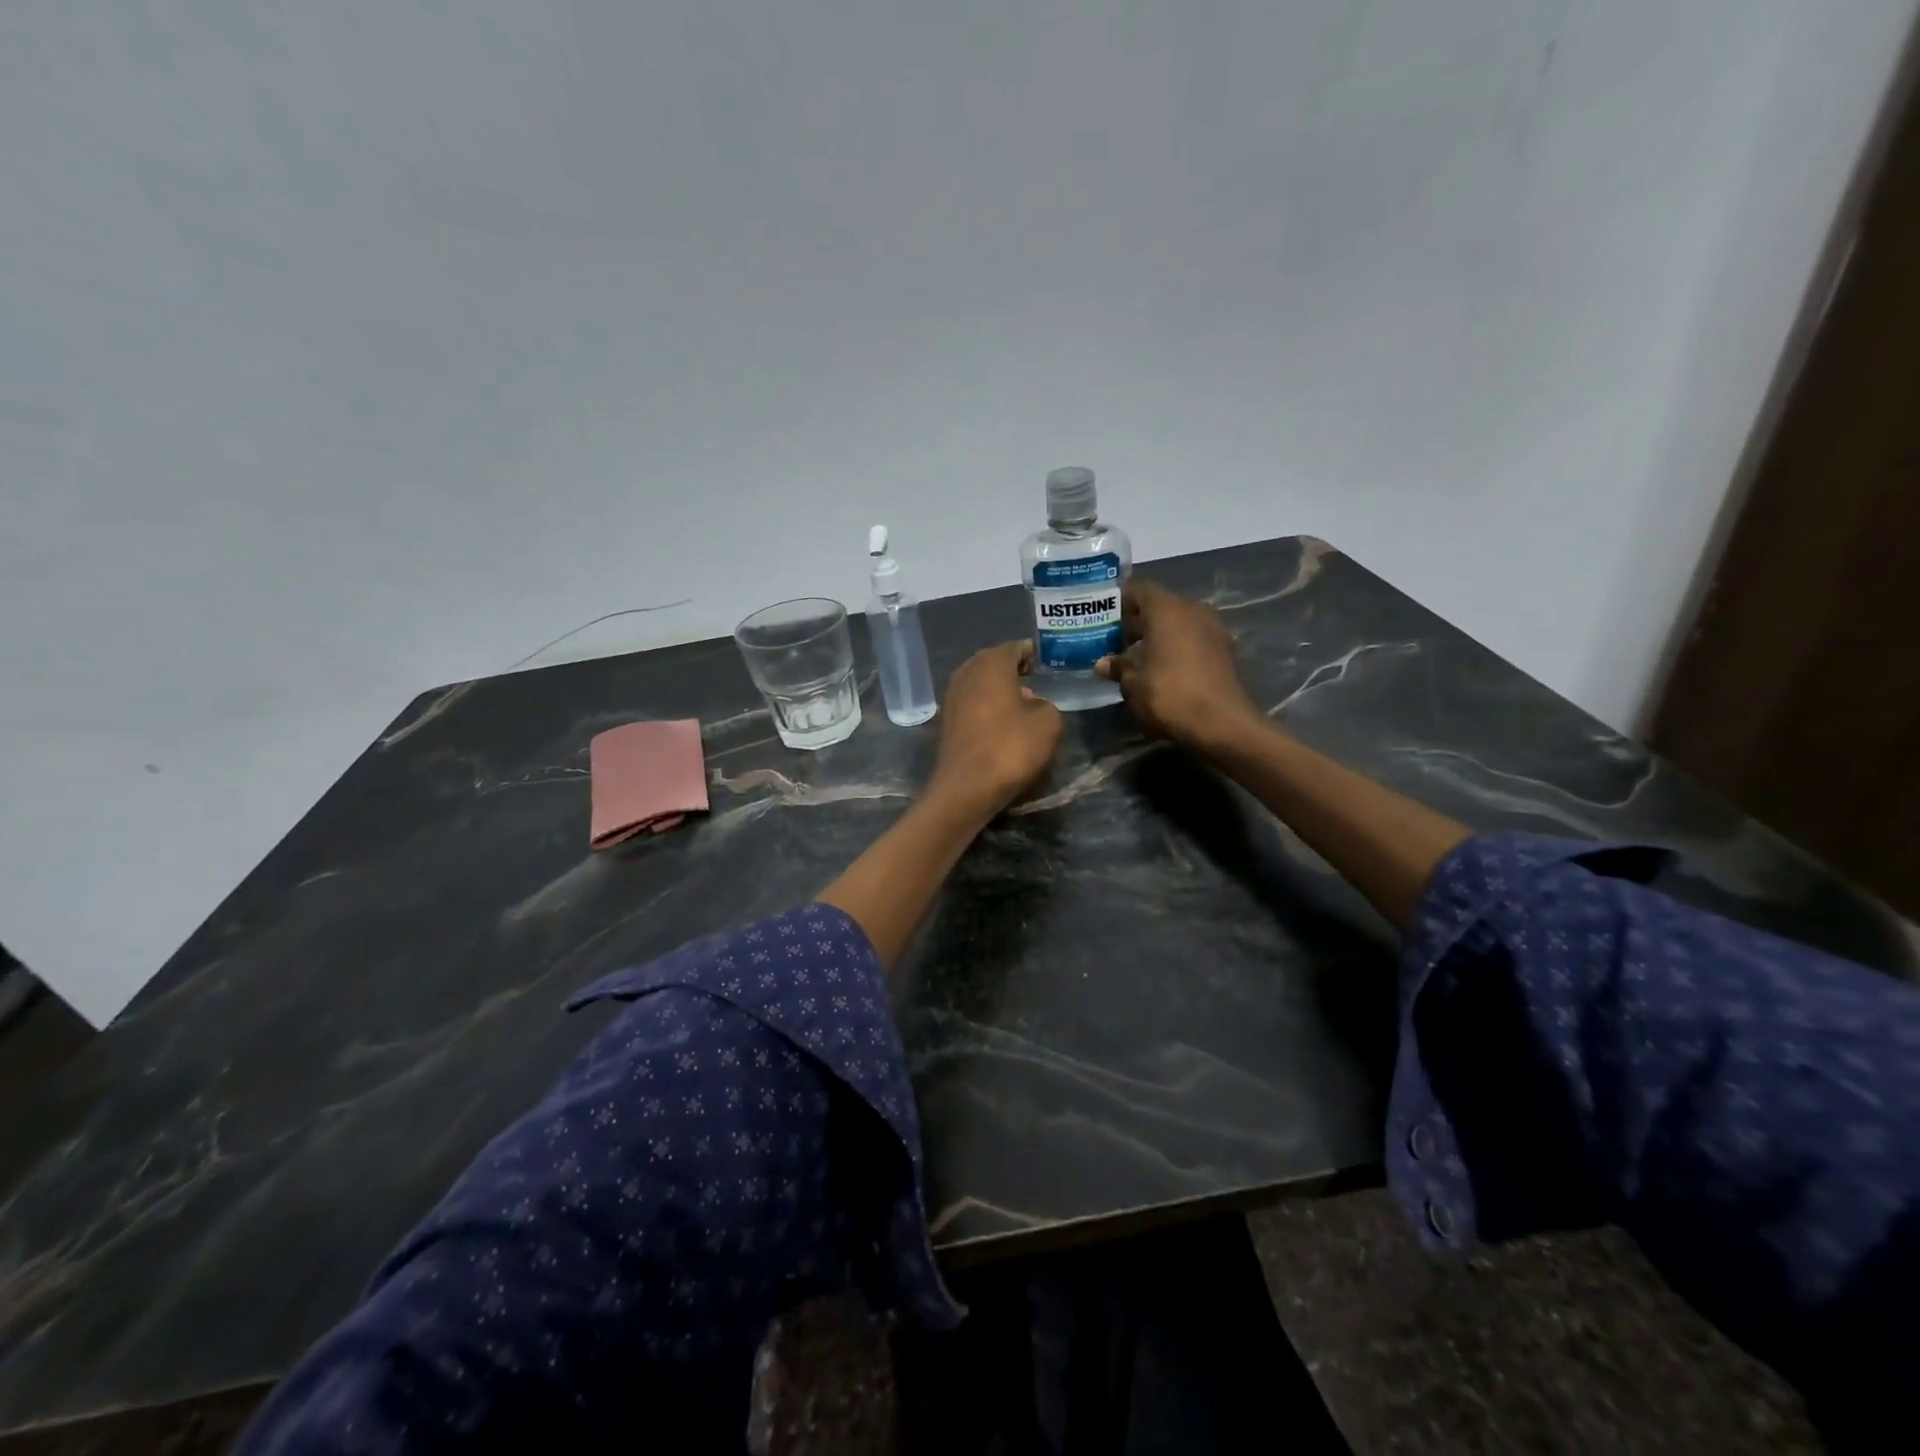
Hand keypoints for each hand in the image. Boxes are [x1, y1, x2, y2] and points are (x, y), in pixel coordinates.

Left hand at [929, 641, 1063, 816]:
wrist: (966, 788)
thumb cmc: (1010, 747)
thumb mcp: (1048, 722)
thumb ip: (1046, 703)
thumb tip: (1032, 703)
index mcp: (991, 663)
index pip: (1015, 647)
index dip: (1032, 654)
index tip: (1044, 663)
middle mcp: (966, 672)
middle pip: (994, 663)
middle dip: (1013, 671)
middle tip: (1034, 682)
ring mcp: (951, 697)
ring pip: (980, 684)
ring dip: (998, 691)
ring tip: (1021, 706)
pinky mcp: (946, 721)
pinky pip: (972, 705)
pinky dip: (986, 708)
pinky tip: (1001, 724)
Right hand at [1096, 579, 1262, 752]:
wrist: (1222, 723)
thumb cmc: (1169, 694)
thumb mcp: (1133, 683)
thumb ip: (1118, 666)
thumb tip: (1104, 663)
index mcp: (1167, 608)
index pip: (1137, 588)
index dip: (1118, 598)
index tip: (1102, 613)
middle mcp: (1192, 609)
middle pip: (1158, 605)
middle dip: (1136, 620)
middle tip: (1113, 638)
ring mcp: (1212, 628)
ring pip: (1177, 622)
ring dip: (1156, 635)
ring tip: (1135, 655)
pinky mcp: (1224, 650)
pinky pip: (1191, 638)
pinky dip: (1175, 646)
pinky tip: (1160, 667)